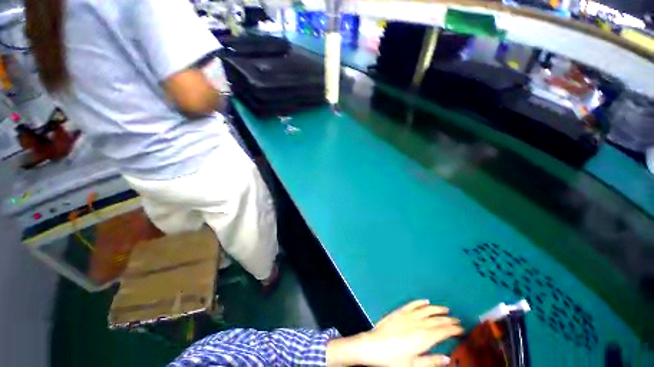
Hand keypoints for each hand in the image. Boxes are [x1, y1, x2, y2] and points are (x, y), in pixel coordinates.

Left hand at [327, 300, 462, 365]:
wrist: (372, 345)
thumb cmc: (393, 359)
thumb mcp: (413, 366)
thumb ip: (431, 362)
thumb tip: (447, 358)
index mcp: (423, 338)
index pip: (443, 331)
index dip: (454, 329)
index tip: (462, 329)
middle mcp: (418, 324)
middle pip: (437, 320)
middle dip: (449, 320)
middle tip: (458, 320)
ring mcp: (407, 315)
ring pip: (426, 310)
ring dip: (437, 309)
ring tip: (446, 310)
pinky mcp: (399, 311)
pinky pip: (412, 304)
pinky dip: (420, 302)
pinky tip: (426, 302)